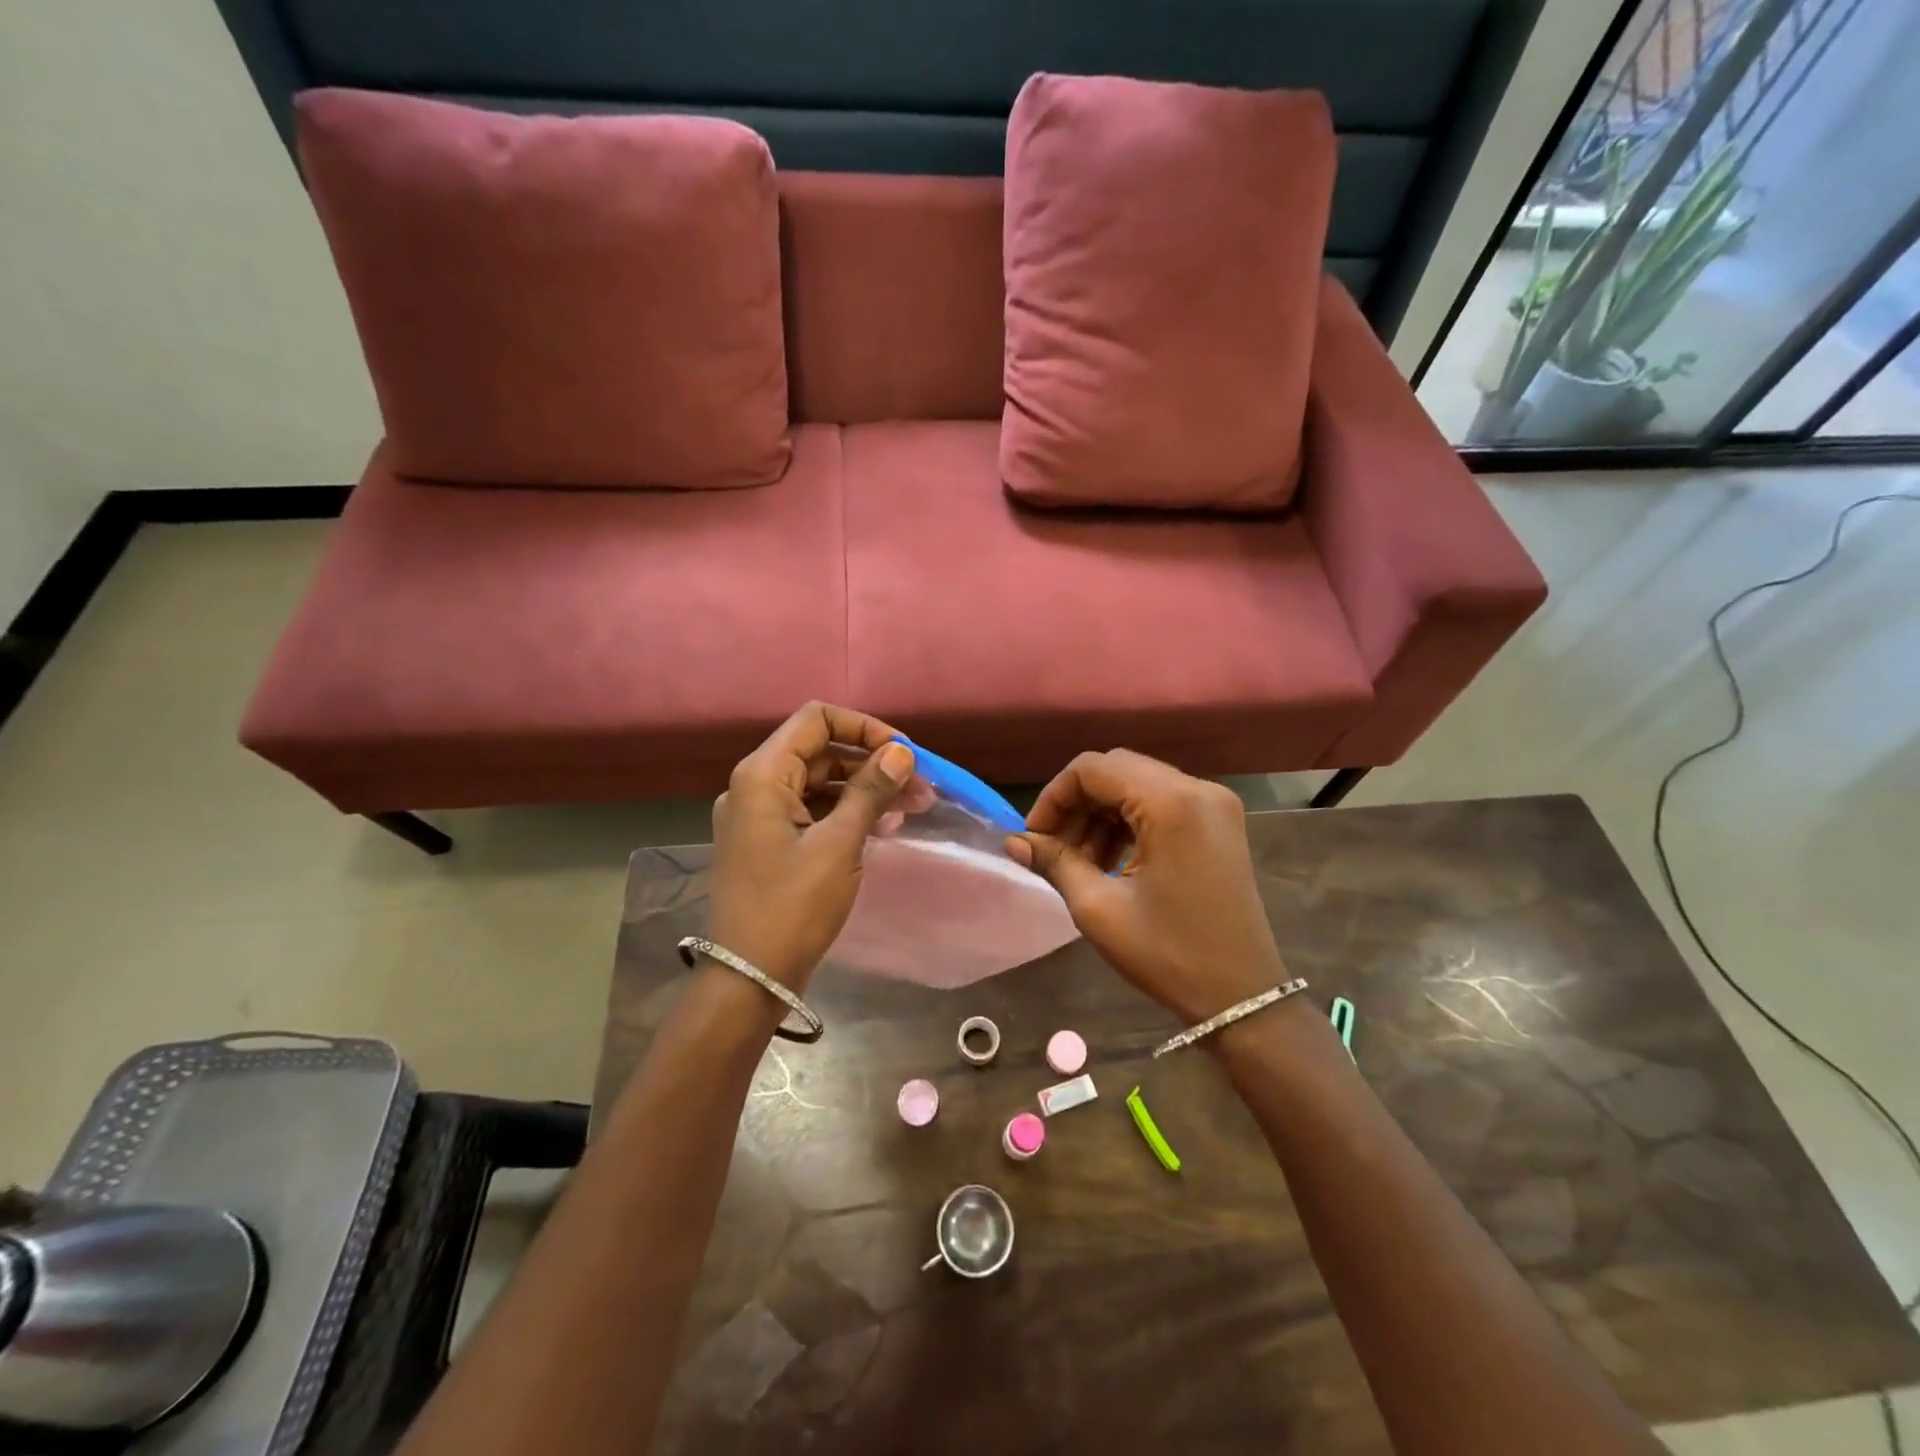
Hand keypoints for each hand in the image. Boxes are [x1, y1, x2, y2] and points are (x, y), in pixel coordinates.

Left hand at [706, 703, 916, 993]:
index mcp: (763, 775)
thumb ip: (870, 791)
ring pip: (820, 783)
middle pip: (820, 752)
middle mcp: (755, 786)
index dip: (864, 728)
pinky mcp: (769, 841)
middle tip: (920, 788)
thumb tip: (902, 752)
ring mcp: (759, 815)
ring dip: (865, 790)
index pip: (816, 720)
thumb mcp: (839, 844)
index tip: (904, 754)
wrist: (750, 977)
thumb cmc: (793, 906)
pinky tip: (883, 828)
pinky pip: (812, 811)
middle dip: (873, 764)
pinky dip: (847, 813)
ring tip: (912, 809)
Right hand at [1008, 750, 1287, 1025]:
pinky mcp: (1219, 822)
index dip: (1054, 797)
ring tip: (1081, 862)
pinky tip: (1112, 861)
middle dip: (1076, 804)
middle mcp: (1197, 788)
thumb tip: (1014, 842)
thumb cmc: (1168, 954)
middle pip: (1116, 770)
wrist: (1242, 997)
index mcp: (1171, 803)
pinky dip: (1129, 822)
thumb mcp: (1099, 909)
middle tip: (1053, 849)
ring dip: (1101, 814)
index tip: (1034, 838)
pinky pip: (1161, 803)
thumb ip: (1055, 863)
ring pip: (1137, 785)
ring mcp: (1214, 804)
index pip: (1093, 769)